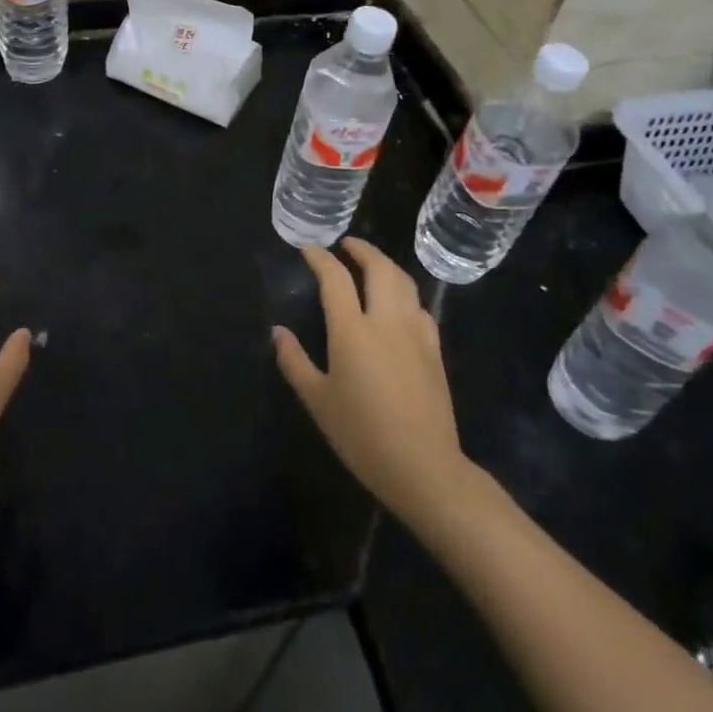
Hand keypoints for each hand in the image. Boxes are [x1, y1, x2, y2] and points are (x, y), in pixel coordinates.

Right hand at [274, 239, 482, 528]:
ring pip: (404, 282)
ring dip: (385, 264)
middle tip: (345, 244)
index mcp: (352, 330)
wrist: (423, 467)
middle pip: (378, 267)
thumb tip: (278, 332)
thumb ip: (294, 361)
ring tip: (371, 264)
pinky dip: (405, 293)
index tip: (308, 249)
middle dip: (361, 249)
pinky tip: (399, 304)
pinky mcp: (434, 350)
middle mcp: (385, 321)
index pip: (334, 278)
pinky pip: (420, 307)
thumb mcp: (317, 400)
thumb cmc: (362, 434)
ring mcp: (415, 333)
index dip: (319, 257)